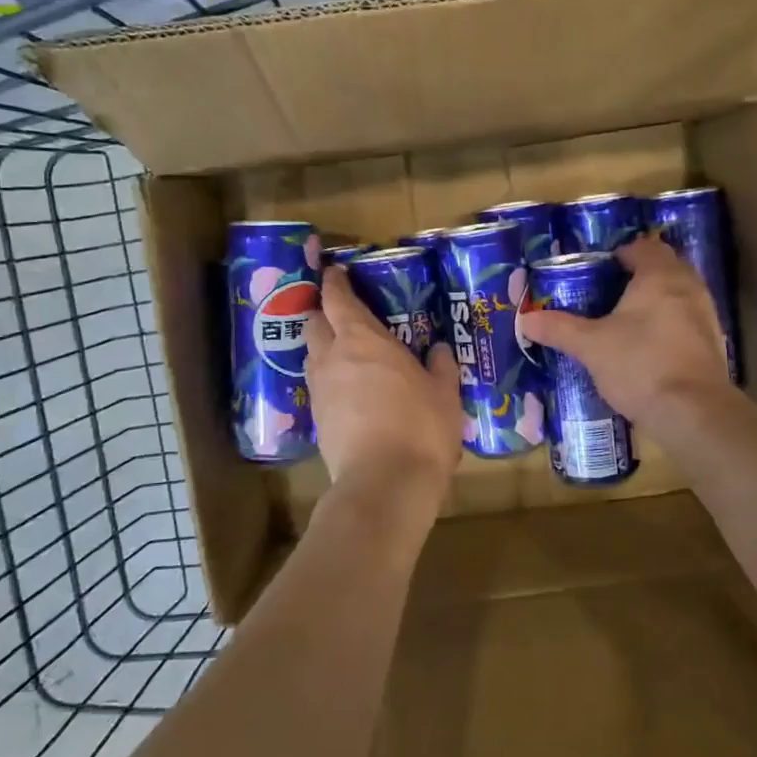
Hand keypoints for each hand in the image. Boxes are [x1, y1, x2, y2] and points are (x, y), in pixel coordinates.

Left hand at [304, 266, 463, 482]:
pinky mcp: (317, 421)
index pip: (337, 298)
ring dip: (323, 347)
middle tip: (341, 313)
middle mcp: (332, 357)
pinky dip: (330, 380)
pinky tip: (349, 391)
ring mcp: (320, 390)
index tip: (334, 272)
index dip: (334, 282)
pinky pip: (319, 387)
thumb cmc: (420, 427)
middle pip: (313, 322)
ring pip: (312, 356)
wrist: (384, 484)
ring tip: (346, 352)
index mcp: (362, 339)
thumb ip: (441, 367)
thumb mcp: (445, 394)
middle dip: (322, 312)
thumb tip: (440, 349)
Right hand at [519, 234, 730, 431]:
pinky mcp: (713, 345)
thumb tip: (525, 320)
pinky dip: (669, 326)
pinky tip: (649, 347)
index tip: (601, 268)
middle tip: (610, 292)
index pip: (645, 248)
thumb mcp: (590, 346)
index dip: (623, 253)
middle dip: (641, 275)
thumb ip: (559, 329)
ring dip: (657, 301)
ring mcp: (706, 317)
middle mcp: (689, 288)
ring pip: (679, 295)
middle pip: (666, 268)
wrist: (692, 412)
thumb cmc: (639, 364)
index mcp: (660, 276)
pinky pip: (687, 322)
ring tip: (627, 320)